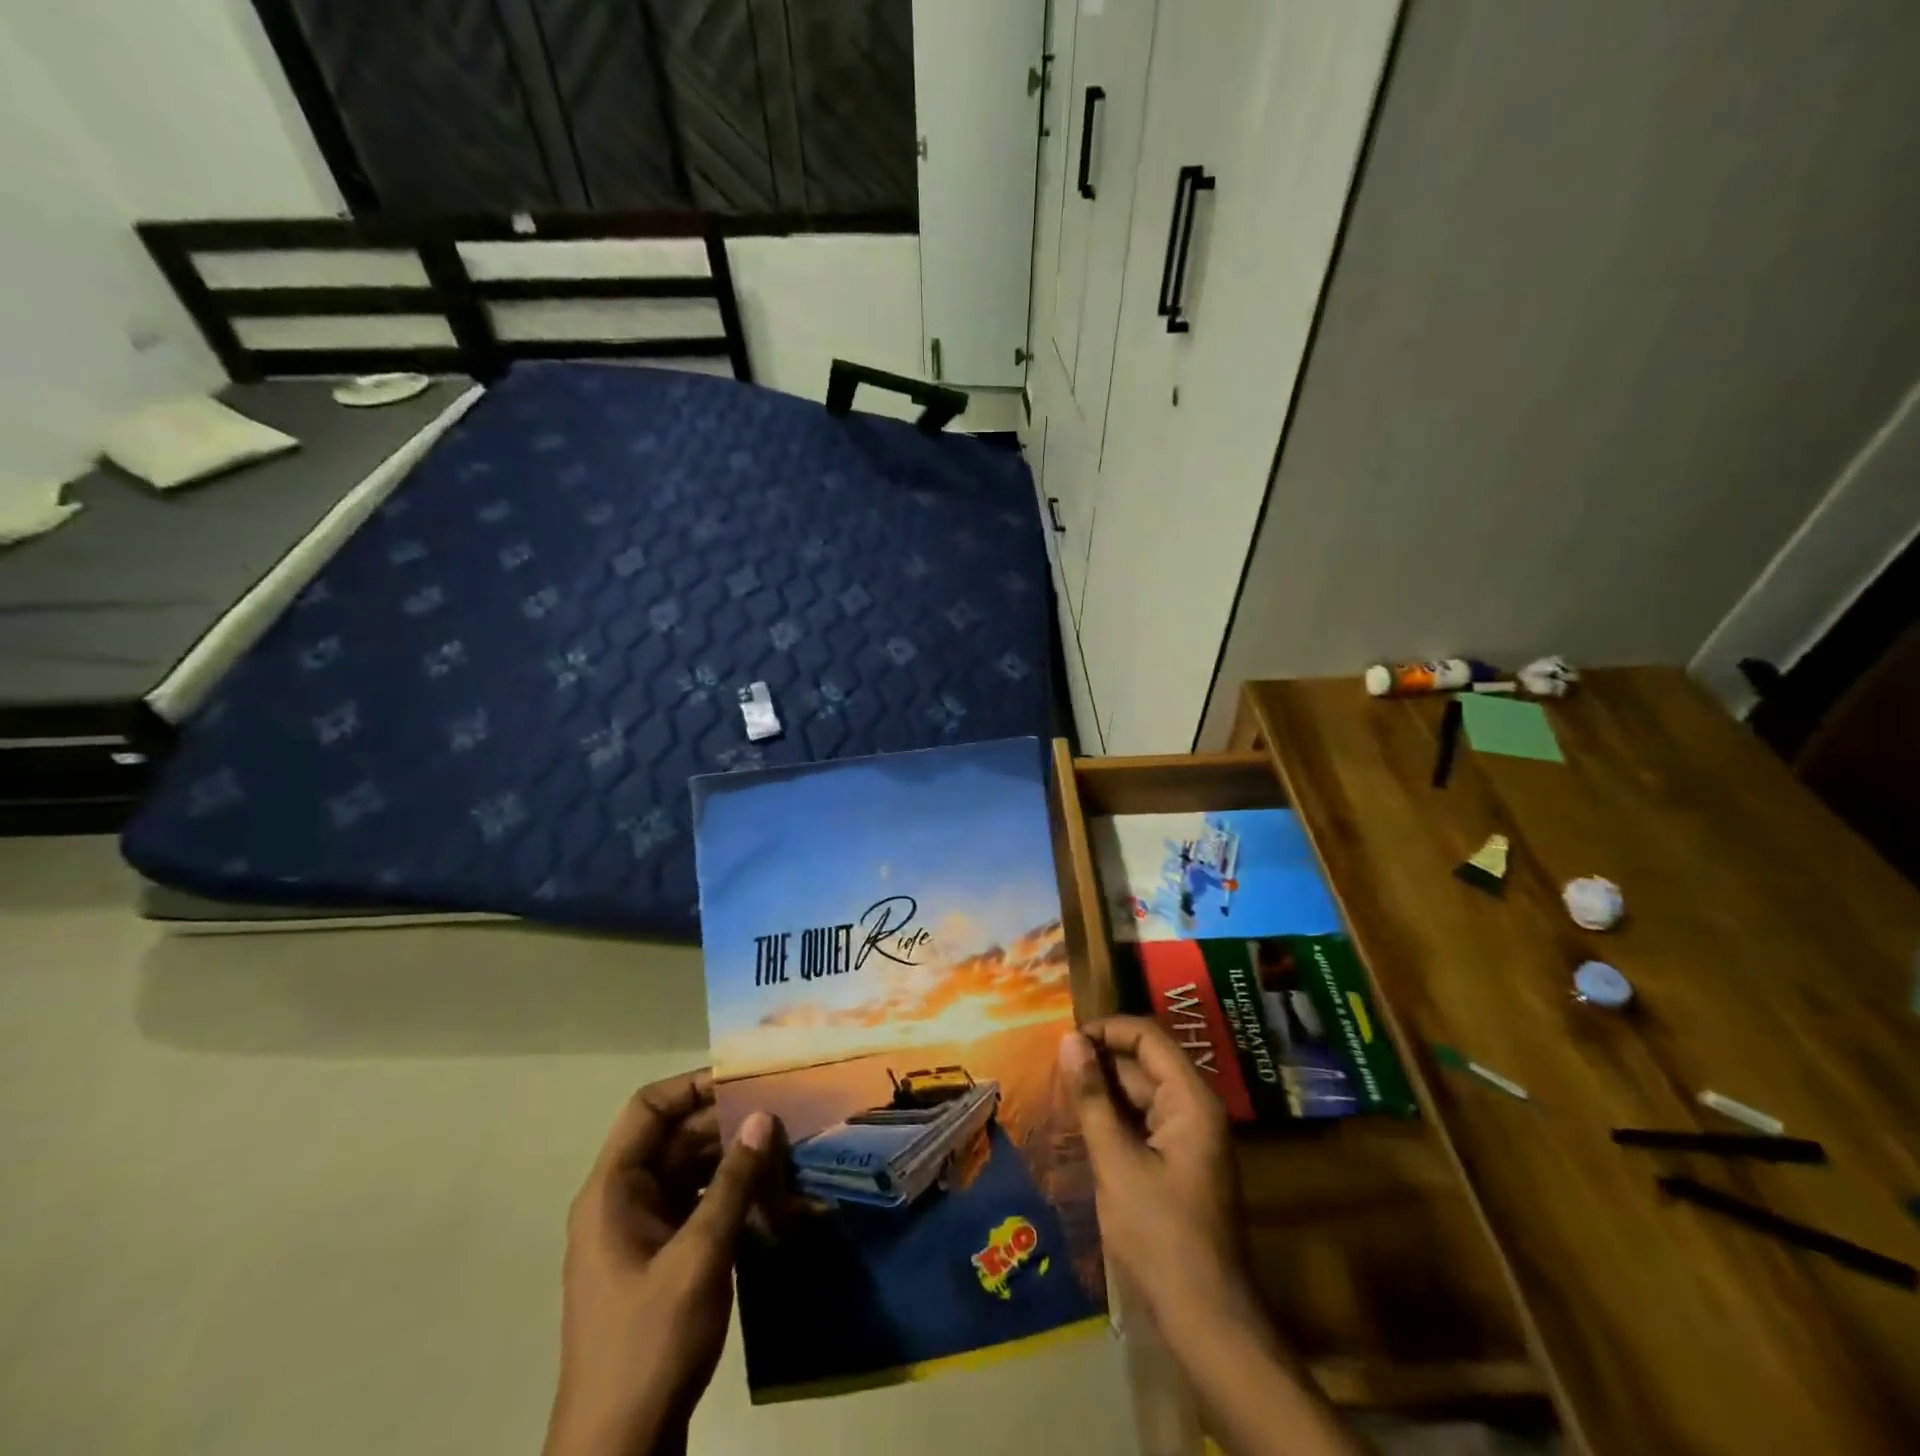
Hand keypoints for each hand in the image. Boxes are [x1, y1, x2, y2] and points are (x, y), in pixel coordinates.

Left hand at [544, 1070, 777, 1455]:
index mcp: (613, 1191)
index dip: (693, 1086)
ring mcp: (642, 1233)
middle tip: (784, 1116)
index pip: (649, 1109)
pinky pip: (699, 1208)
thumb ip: (734, 1182)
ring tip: (788, 1154)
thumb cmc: (650, 1343)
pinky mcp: (662, 1261)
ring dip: (737, 1163)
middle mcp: (623, 1202)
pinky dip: (733, 1199)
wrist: (618, 1453)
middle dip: (728, 1126)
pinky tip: (775, 1201)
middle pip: (677, 1139)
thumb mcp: (700, 1257)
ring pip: (693, 1173)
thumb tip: (762, 1116)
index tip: (746, 1080)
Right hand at [1062, 1019, 1367, 1455]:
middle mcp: (1195, 1107)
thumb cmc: (1159, 1236)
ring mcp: (1189, 1135)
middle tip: (1053, 1070)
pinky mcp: (1180, 1160)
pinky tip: (1083, 1124)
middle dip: (1100, 1060)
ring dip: (1104, 1089)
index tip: (1065, 1041)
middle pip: (1145, 1062)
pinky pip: (1144, 1120)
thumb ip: (1091, 1097)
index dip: (1106, 1030)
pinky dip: (1114, 1116)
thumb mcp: (1115, 1161)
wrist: (1205, 1319)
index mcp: (1191, 1100)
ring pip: (1141, 1091)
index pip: (1148, 1037)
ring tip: (1060, 1093)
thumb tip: (1068, 1040)